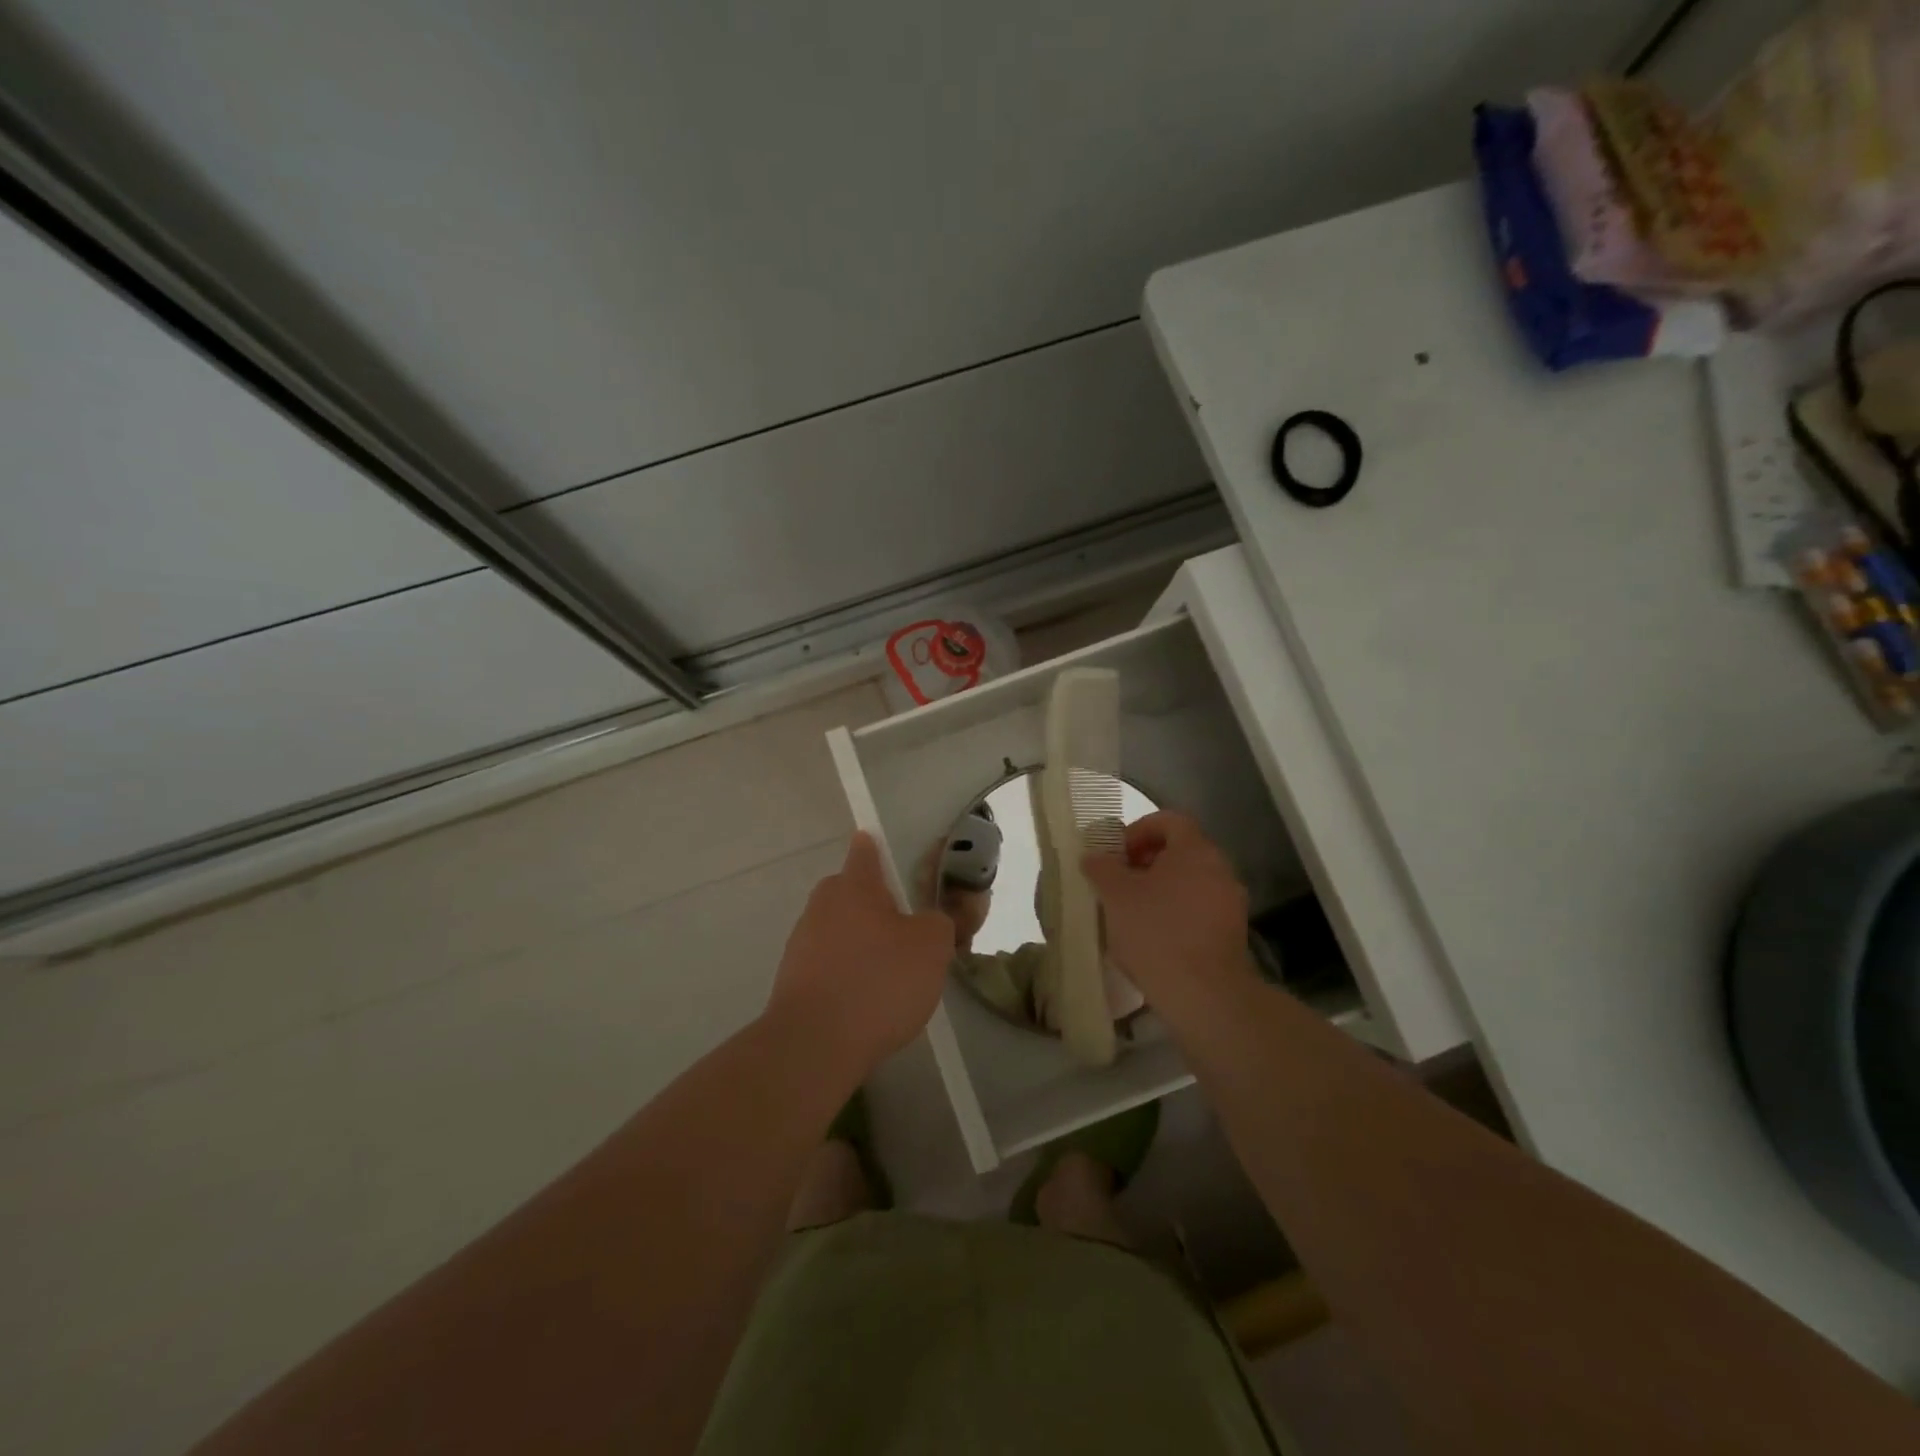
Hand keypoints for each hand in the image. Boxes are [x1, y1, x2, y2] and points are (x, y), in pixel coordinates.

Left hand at [767, 833, 954, 1073]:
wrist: (814, 1045)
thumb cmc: (878, 981)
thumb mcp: (932, 946)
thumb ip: (944, 920)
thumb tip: (937, 918)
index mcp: (853, 884)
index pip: (866, 849)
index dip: (881, 849)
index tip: (897, 860)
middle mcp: (821, 904)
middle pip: (854, 893)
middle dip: (879, 907)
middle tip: (912, 934)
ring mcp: (801, 943)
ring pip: (842, 931)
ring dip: (864, 945)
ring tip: (894, 978)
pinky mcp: (793, 981)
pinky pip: (831, 965)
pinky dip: (849, 976)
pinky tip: (869, 1004)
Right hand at [1081, 811, 1252, 1010]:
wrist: (1204, 994)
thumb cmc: (1156, 932)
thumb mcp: (1115, 895)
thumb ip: (1101, 868)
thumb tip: (1094, 857)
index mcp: (1195, 850)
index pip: (1169, 820)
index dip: (1138, 829)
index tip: (1115, 853)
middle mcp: (1220, 869)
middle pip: (1180, 851)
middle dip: (1145, 862)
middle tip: (1117, 882)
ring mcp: (1230, 903)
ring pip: (1188, 882)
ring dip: (1159, 890)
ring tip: (1129, 913)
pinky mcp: (1232, 934)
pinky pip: (1198, 910)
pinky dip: (1174, 914)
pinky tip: (1151, 938)